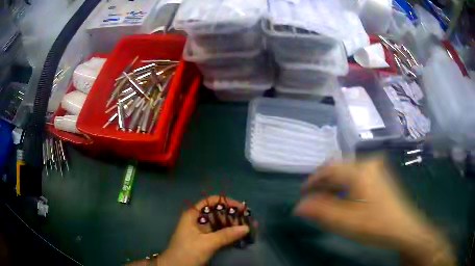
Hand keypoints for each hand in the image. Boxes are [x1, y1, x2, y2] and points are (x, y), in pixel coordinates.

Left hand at [157, 196, 249, 265]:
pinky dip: (230, 234)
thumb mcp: (207, 243)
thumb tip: (246, 227)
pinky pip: (220, 234)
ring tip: (250, 227)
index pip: (211, 202)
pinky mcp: (206, 241)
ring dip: (234, 225)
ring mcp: (202, 231)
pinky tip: (241, 236)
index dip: (226, 202)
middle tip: (249, 219)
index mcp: (193, 215)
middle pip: (217, 213)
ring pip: (220, 224)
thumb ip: (226, 235)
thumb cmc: (187, 252)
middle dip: (233, 215)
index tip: (241, 207)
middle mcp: (198, 220)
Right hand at [294, 157, 454, 265]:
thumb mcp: (345, 221)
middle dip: (324, 182)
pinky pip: (358, 176)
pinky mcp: (381, 177)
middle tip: (312, 197)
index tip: (302, 191)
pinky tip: (344, 197)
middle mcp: (368, 164)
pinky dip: (346, 185)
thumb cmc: (375, 224)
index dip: (314, 180)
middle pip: (339, 168)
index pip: (330, 170)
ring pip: (349, 172)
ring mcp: (376, 169)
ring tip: (326, 198)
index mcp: (359, 170)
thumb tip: (299, 206)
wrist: (403, 228)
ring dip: (335, 184)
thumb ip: (321, 212)